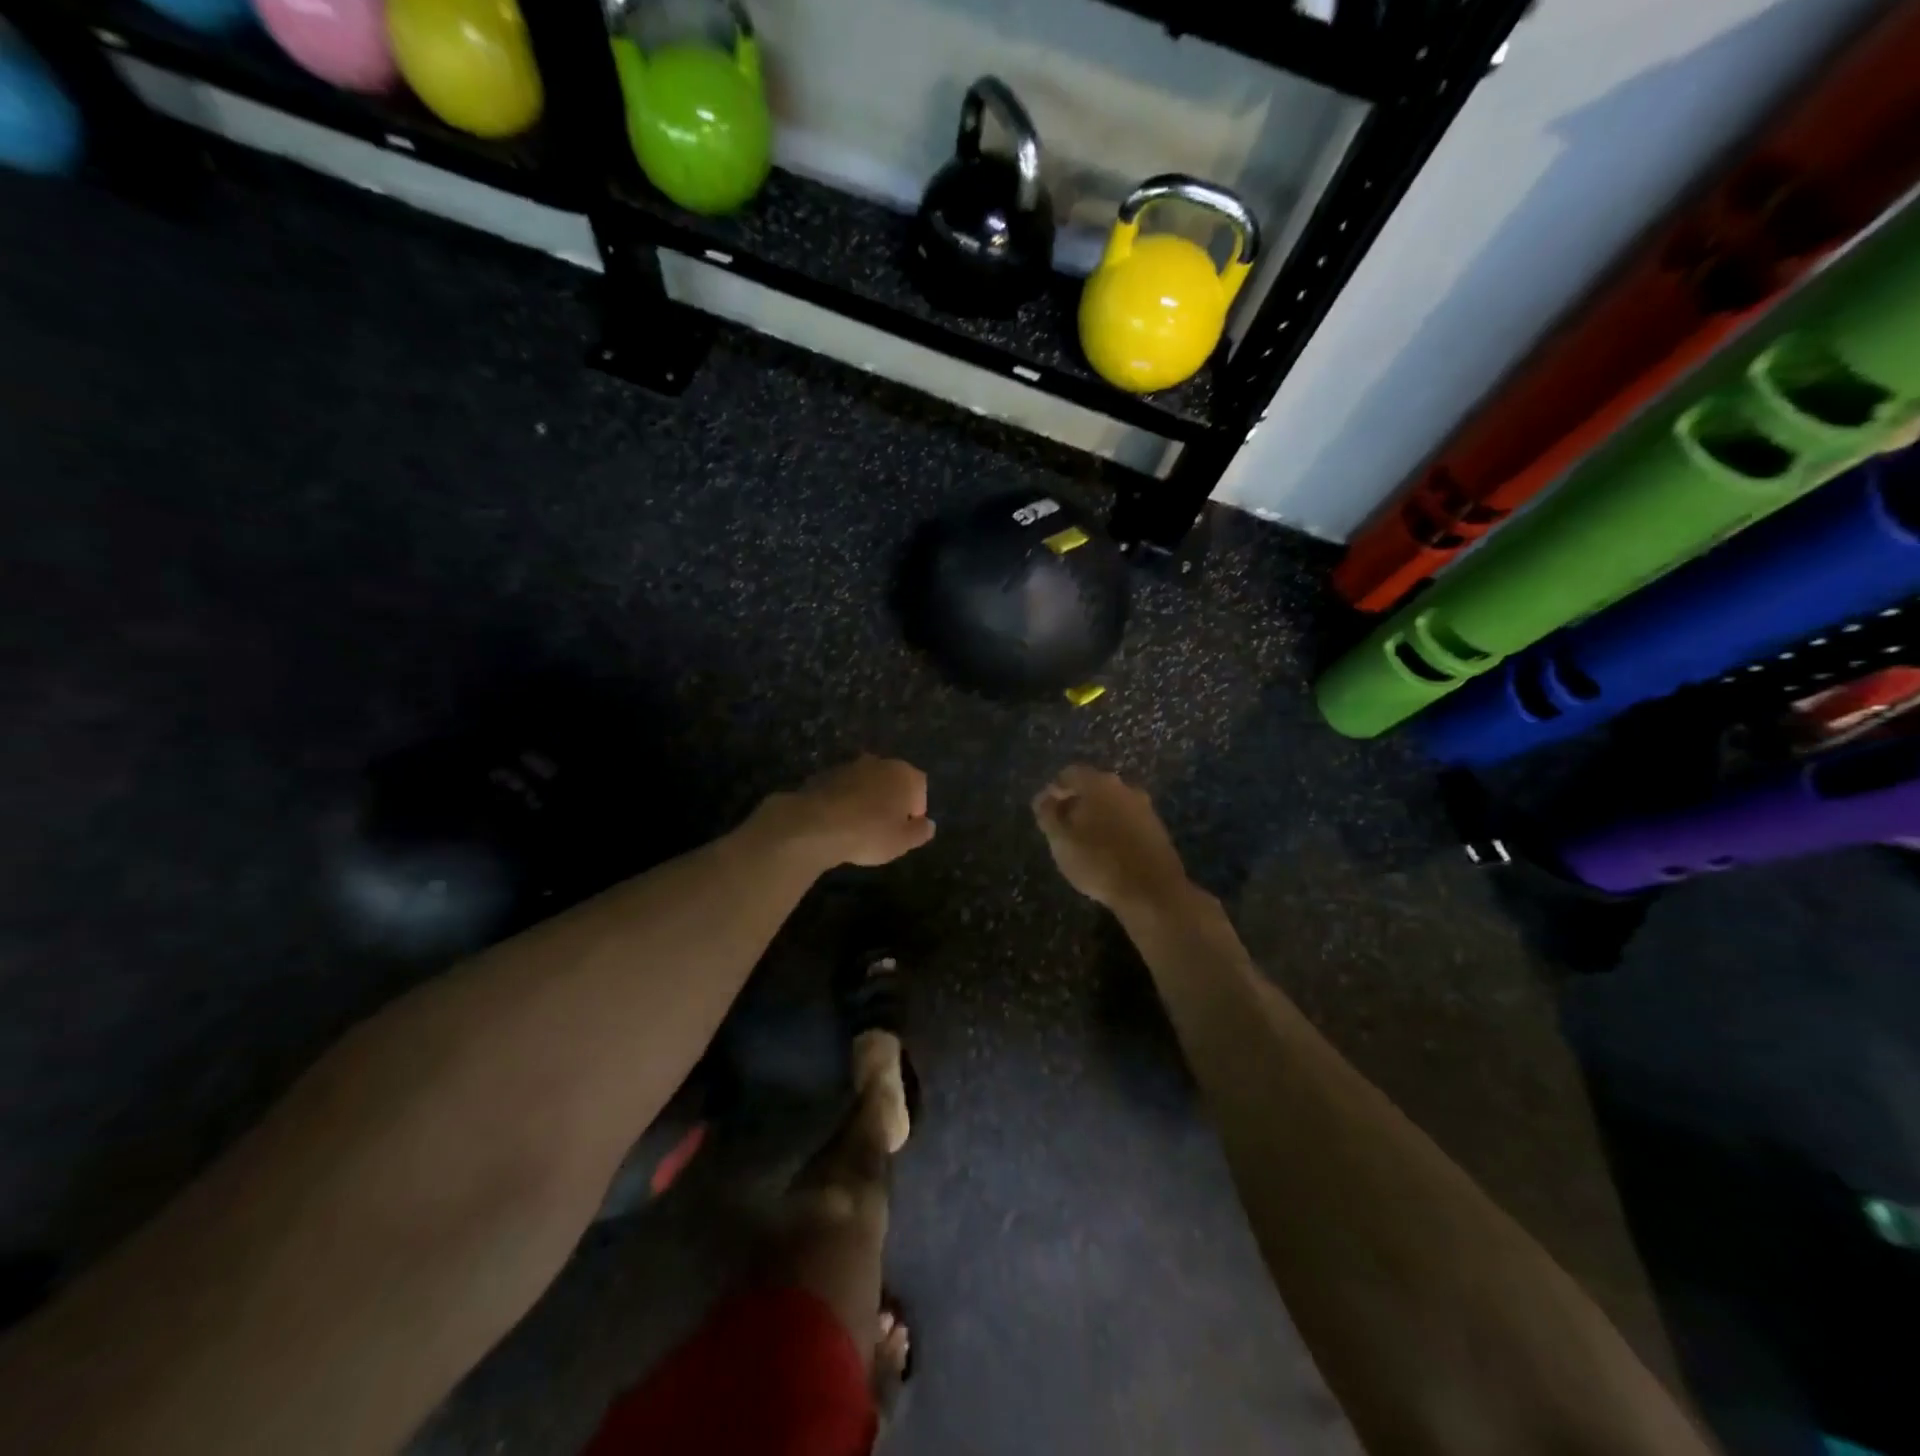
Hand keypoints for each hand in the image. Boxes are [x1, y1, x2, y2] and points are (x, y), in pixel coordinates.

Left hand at [772, 755, 935, 867]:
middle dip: (892, 799)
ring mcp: (849, 766)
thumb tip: (928, 824)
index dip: (917, 807)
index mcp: (904, 774)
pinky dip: (845, 800)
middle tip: (886, 825)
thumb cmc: (869, 833)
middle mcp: (879, 762)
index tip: (908, 827)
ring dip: (867, 798)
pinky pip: (843, 788)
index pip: (920, 786)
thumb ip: (920, 832)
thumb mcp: (902, 842)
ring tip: (860, 825)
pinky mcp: (825, 775)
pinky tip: (838, 822)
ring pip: (867, 782)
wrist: (815, 825)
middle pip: (893, 779)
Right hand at [1032, 766, 1189, 911]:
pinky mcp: (1157, 829)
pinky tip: (1107, 852)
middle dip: (1075, 803)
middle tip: (1062, 827)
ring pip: (1111, 805)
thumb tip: (1044, 798)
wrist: (1152, 891)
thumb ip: (1047, 814)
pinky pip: (1127, 821)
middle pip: (1092, 787)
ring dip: (1096, 817)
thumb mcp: (1060, 840)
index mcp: (1098, 784)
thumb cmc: (1098, 862)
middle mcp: (1123, 788)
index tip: (1044, 812)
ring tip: (1083, 843)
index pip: (1069, 775)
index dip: (1053, 791)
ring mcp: (1144, 807)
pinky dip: (1114, 830)